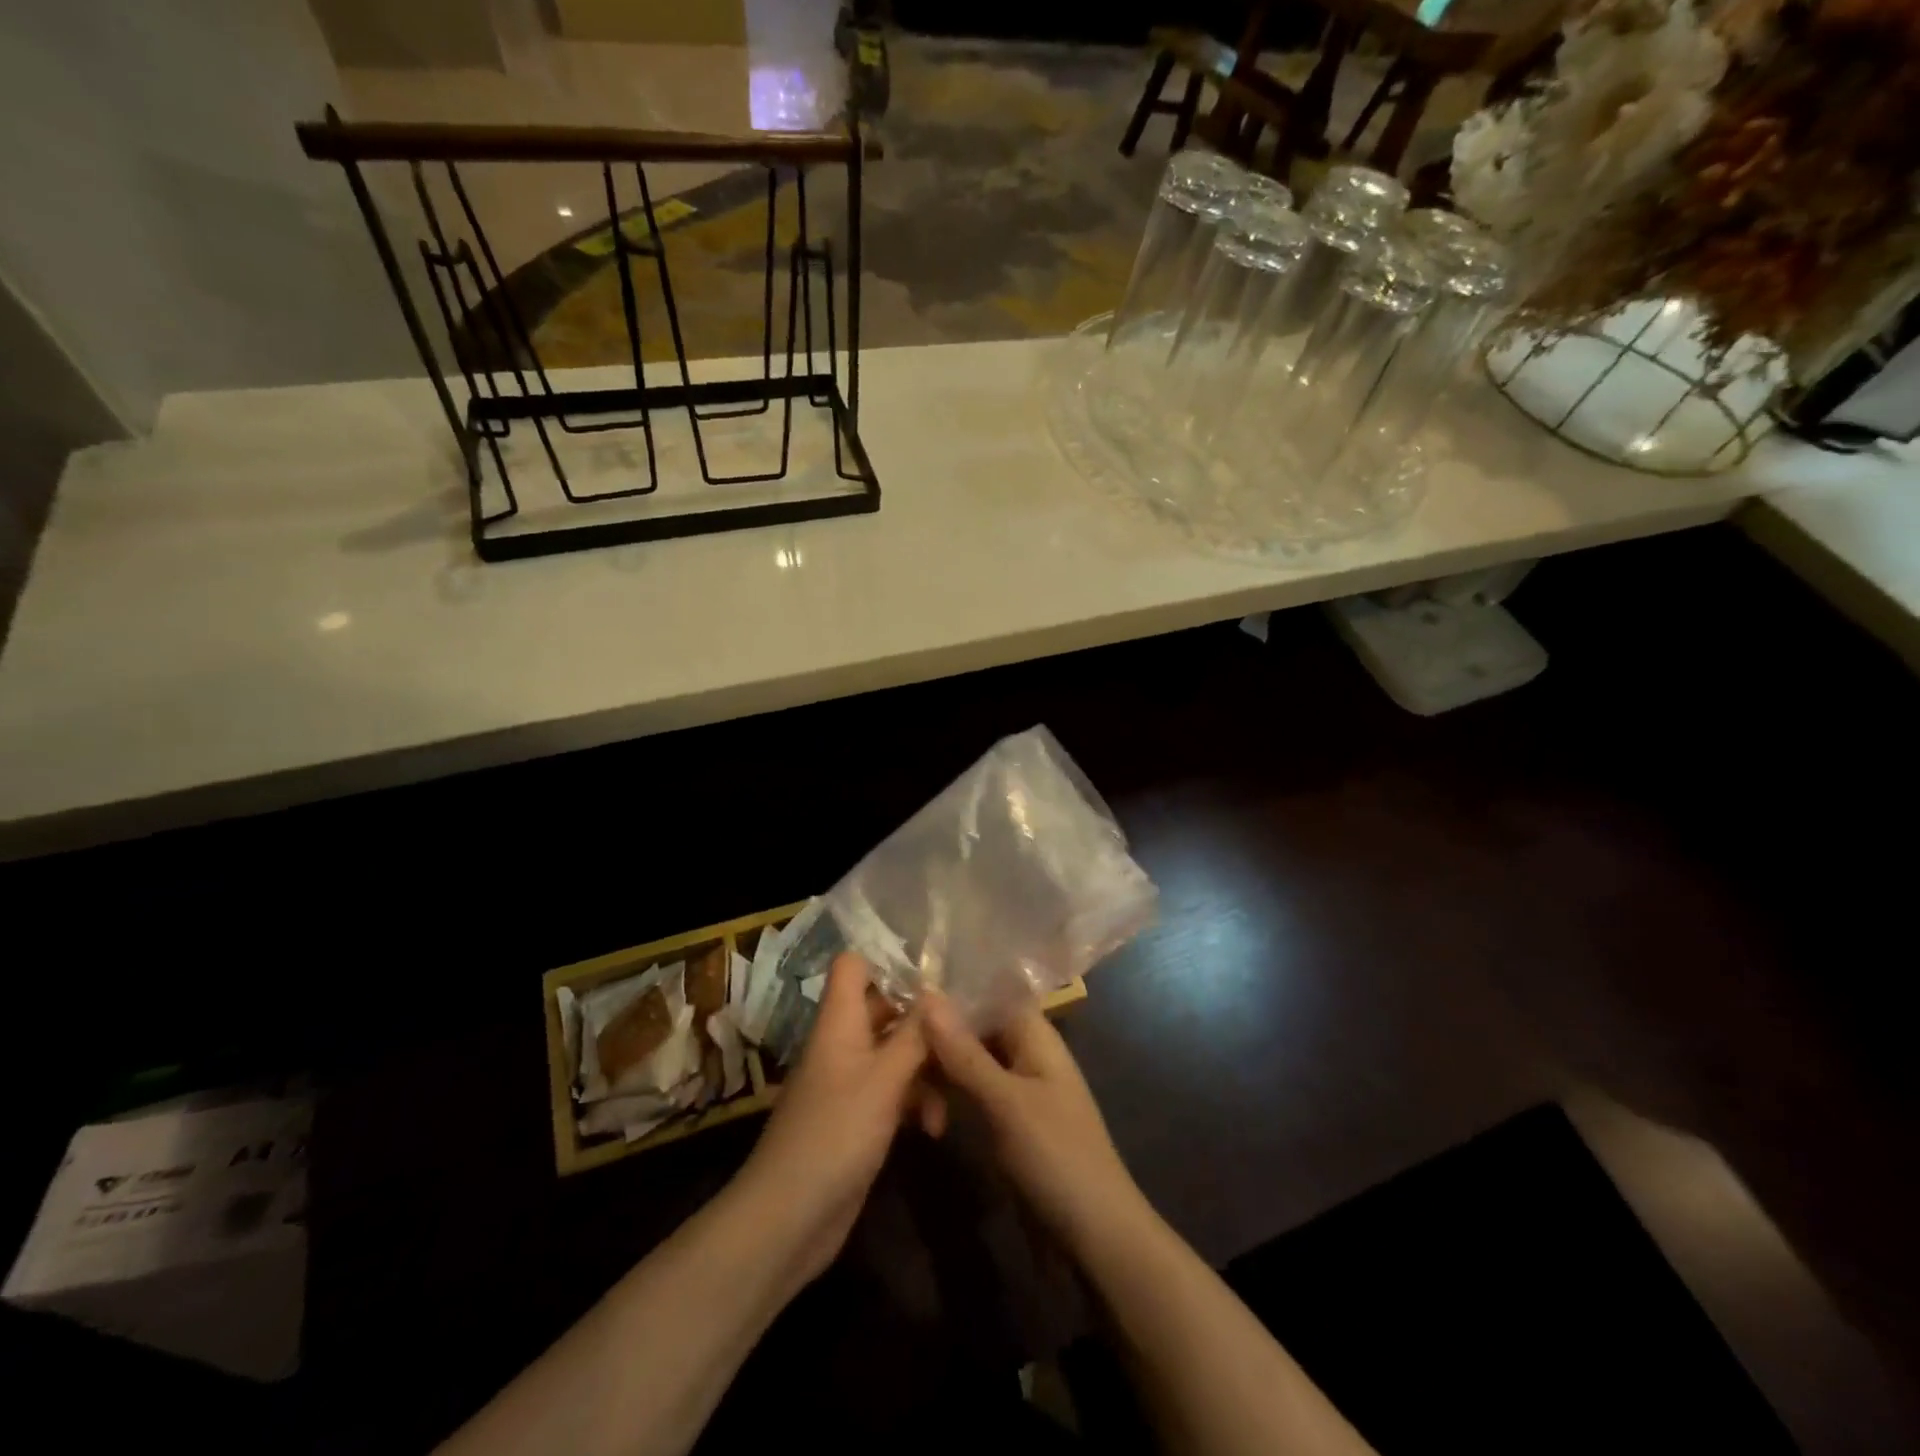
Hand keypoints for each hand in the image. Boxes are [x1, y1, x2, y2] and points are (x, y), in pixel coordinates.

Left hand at [732, 953, 930, 1287]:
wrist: (788, 1219)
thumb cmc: (836, 1134)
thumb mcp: (884, 1080)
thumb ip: (915, 1035)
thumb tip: (939, 991)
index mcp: (840, 1022)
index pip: (853, 966)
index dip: (888, 961)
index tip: (934, 975)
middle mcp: (843, 1043)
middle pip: (884, 1009)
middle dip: (923, 1021)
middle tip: (965, 1031)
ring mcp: (850, 1082)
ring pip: (895, 1053)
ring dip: (926, 1069)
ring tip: (954, 1093)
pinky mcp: (858, 1118)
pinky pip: (893, 1092)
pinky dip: (915, 1102)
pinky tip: (935, 1128)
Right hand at [922, 994, 1147, 1250]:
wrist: (1097, 1237)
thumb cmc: (1057, 1156)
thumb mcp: (1006, 1102)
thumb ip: (965, 1052)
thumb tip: (928, 994)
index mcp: (1035, 1035)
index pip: (991, 991)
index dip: (954, 986)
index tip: (908, 987)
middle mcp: (1026, 1052)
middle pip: (976, 1026)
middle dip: (939, 1033)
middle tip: (893, 1044)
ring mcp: (1017, 1088)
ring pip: (969, 1061)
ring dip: (940, 1070)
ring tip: (903, 1089)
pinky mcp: (1009, 1121)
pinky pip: (972, 1092)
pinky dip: (949, 1096)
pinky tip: (923, 1113)